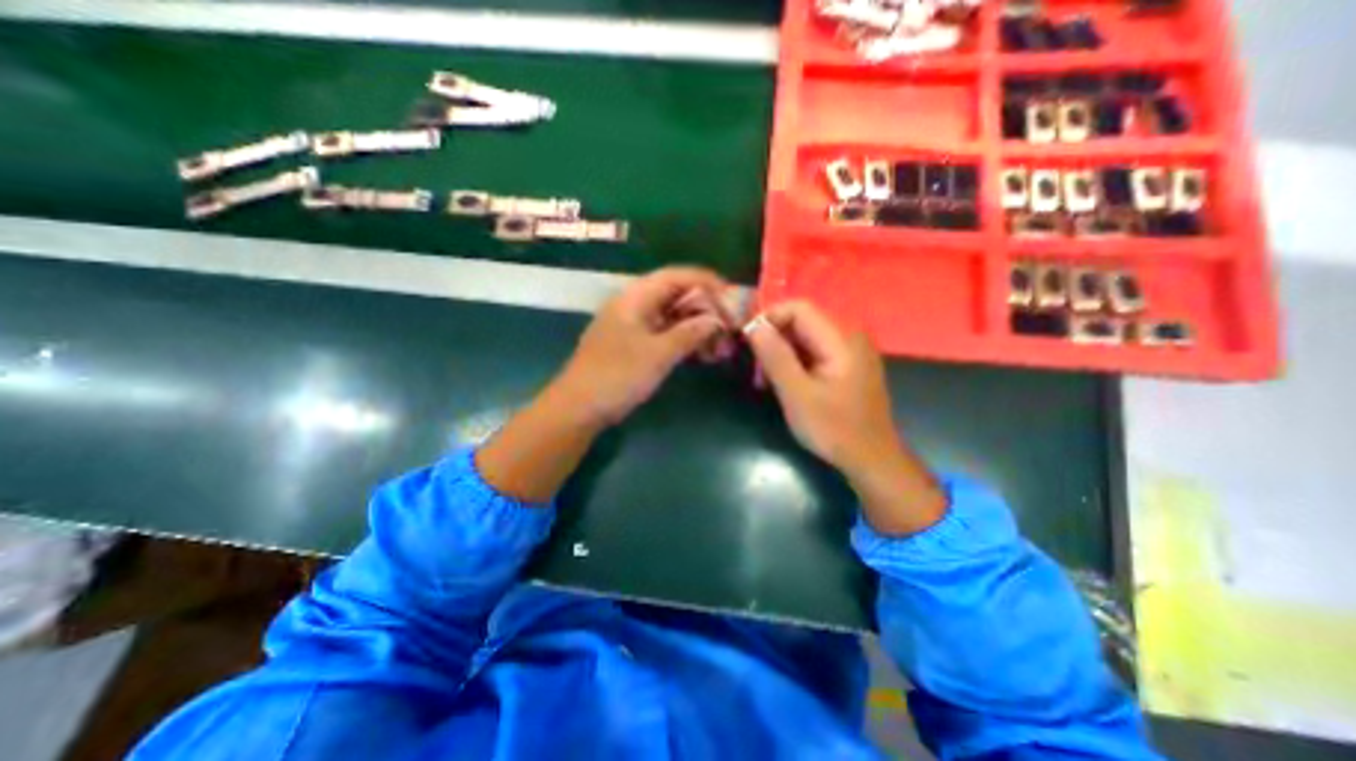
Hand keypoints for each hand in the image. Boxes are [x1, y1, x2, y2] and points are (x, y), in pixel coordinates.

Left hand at [554, 266, 736, 428]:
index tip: (732, 295)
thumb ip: (689, 333)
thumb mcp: (658, 354)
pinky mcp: (633, 345)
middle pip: (676, 296)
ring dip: (697, 328)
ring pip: (672, 317)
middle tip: (730, 326)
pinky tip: (702, 354)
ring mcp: (633, 326)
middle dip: (705, 309)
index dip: (706, 281)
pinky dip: (684, 341)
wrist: (579, 408)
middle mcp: (634, 305)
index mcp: (635, 297)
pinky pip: (665, 334)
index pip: (676, 276)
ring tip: (721, 345)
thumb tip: (716, 319)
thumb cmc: (617, 375)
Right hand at [742, 304, 896, 474]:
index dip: (769, 318)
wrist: (871, 459)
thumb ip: (775, 357)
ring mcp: (851, 349)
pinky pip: (815, 350)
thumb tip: (753, 326)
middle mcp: (849, 335)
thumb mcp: (797, 394)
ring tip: (766, 380)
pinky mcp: (848, 363)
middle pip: (802, 320)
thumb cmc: (833, 429)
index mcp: (841, 338)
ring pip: (806, 335)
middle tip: (756, 368)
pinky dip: (795, 361)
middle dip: (773, 338)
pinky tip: (785, 383)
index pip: (798, 307)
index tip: (748, 342)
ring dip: (781, 352)